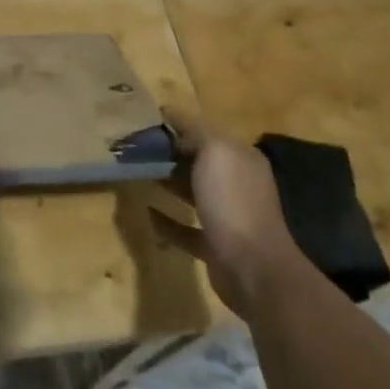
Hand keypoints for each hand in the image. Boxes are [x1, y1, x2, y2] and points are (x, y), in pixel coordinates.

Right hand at [149, 112, 302, 319]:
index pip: (205, 132)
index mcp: (240, 158)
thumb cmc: (233, 201)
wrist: (253, 268)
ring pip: (192, 193)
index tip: (145, 120)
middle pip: (198, 162)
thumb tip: (174, 121)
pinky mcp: (214, 246)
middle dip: (170, 153)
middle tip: (135, 147)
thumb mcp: (215, 152)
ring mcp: (227, 216)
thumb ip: (195, 131)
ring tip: (137, 173)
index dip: (177, 124)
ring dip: (168, 183)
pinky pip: (186, 228)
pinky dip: (167, 221)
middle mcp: (237, 184)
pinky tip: (147, 212)